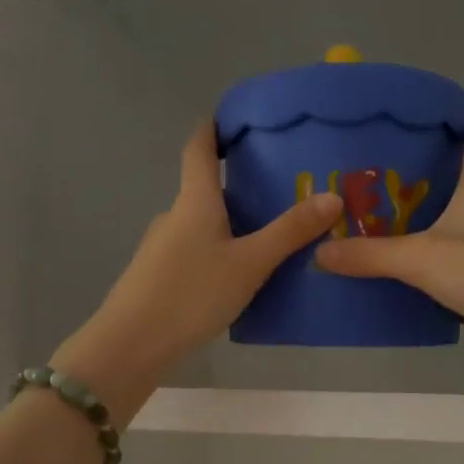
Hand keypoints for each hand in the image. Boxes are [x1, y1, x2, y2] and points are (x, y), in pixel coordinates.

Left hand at [55, 123, 343, 414]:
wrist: (130, 346)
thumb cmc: (191, 294)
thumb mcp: (249, 264)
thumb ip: (289, 232)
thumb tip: (333, 195)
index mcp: (194, 202)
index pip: (198, 148)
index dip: (213, 128)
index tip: (232, 117)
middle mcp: (174, 216)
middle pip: (205, 190)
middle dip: (239, 186)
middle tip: (281, 190)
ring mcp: (161, 248)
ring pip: (202, 226)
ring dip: (231, 225)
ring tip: (270, 237)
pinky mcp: (158, 278)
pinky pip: (196, 253)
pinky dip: (219, 252)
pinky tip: (240, 277)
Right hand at [316, 117, 463, 341]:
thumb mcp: (421, 260)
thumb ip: (371, 255)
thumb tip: (321, 251)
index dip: (458, 119)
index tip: (424, 121)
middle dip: (435, 170)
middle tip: (390, 175)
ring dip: (444, 210)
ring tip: (401, 218)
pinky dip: (455, 244)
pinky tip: (429, 263)